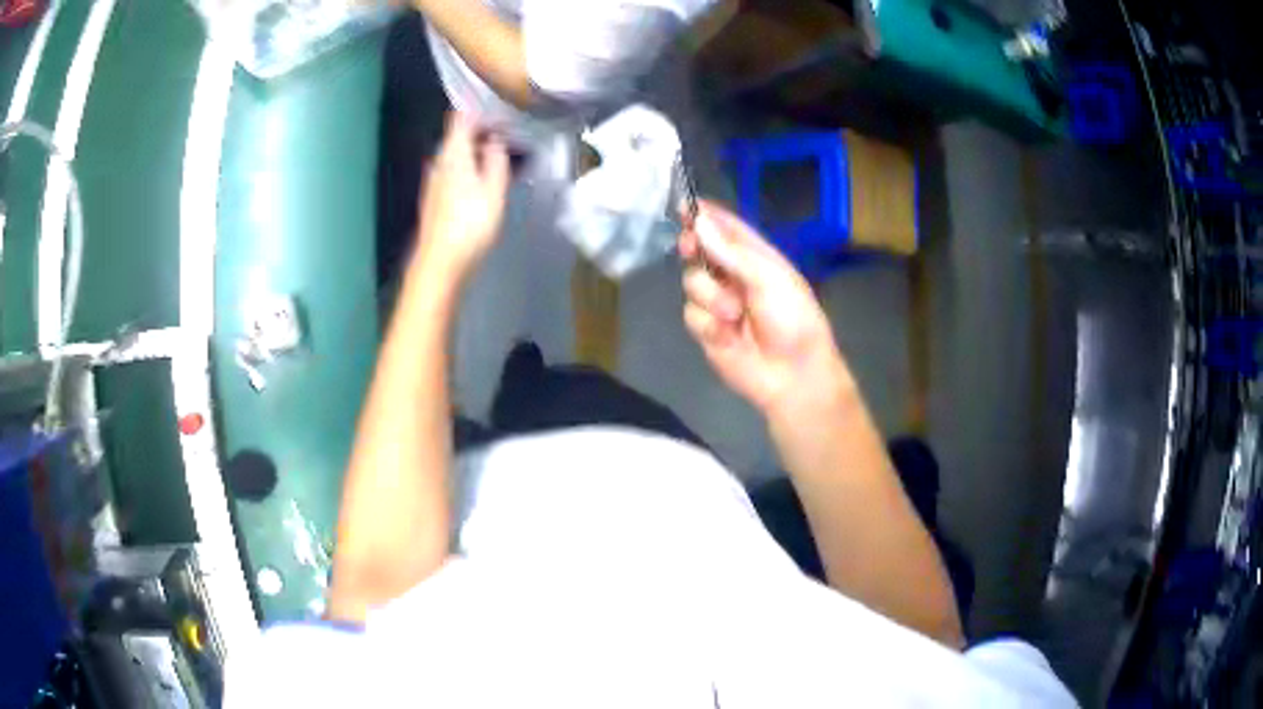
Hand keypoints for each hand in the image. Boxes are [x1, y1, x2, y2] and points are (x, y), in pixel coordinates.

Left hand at [414, 112, 510, 284]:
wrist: (440, 263)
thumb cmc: (470, 225)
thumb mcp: (494, 189)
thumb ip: (496, 158)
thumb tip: (496, 138)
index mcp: (453, 153)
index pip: (462, 117)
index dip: (481, 111)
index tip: (503, 111)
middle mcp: (439, 161)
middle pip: (458, 135)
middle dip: (482, 130)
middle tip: (510, 133)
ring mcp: (434, 180)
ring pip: (456, 153)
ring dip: (477, 150)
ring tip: (502, 155)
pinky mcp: (434, 197)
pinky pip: (454, 170)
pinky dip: (469, 167)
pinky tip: (484, 180)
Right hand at [681, 201, 852, 419]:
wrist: (791, 374)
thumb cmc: (792, 319)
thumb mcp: (768, 278)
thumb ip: (731, 252)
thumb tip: (698, 222)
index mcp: (754, 255)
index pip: (724, 226)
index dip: (704, 214)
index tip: (684, 204)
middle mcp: (732, 274)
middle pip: (698, 249)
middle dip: (693, 248)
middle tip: (690, 247)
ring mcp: (718, 301)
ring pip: (692, 282)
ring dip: (711, 296)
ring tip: (734, 314)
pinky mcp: (706, 329)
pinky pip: (691, 314)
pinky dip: (708, 323)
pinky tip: (728, 334)